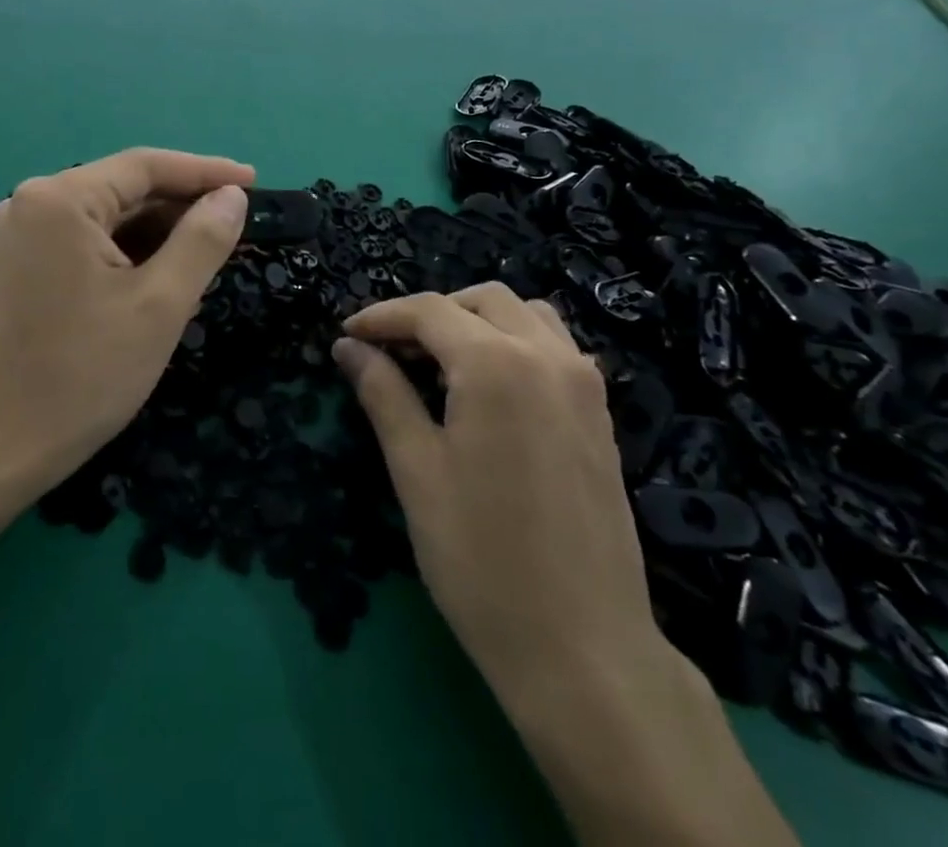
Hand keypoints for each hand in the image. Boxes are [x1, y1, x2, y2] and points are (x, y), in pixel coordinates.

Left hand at [0, 147, 252, 494]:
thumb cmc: (85, 373)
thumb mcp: (160, 304)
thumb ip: (203, 239)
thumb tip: (233, 196)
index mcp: (60, 200)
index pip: (145, 166)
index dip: (205, 171)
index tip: (254, 181)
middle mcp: (33, 202)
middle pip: (125, 189)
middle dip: (182, 207)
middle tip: (237, 225)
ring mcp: (22, 235)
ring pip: (109, 218)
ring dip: (159, 234)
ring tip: (210, 255)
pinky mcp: (21, 265)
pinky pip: (88, 242)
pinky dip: (129, 253)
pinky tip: (165, 276)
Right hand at [331, 285, 664, 715]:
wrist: (583, 649)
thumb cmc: (481, 559)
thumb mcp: (416, 470)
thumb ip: (383, 393)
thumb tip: (349, 347)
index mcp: (496, 364)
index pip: (429, 311)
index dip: (381, 316)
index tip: (347, 334)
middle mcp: (547, 355)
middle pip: (481, 299)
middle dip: (429, 313)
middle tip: (390, 350)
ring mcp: (583, 383)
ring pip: (525, 314)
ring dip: (477, 320)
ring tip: (440, 361)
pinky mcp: (600, 413)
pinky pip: (554, 346)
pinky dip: (514, 341)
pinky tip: (489, 387)